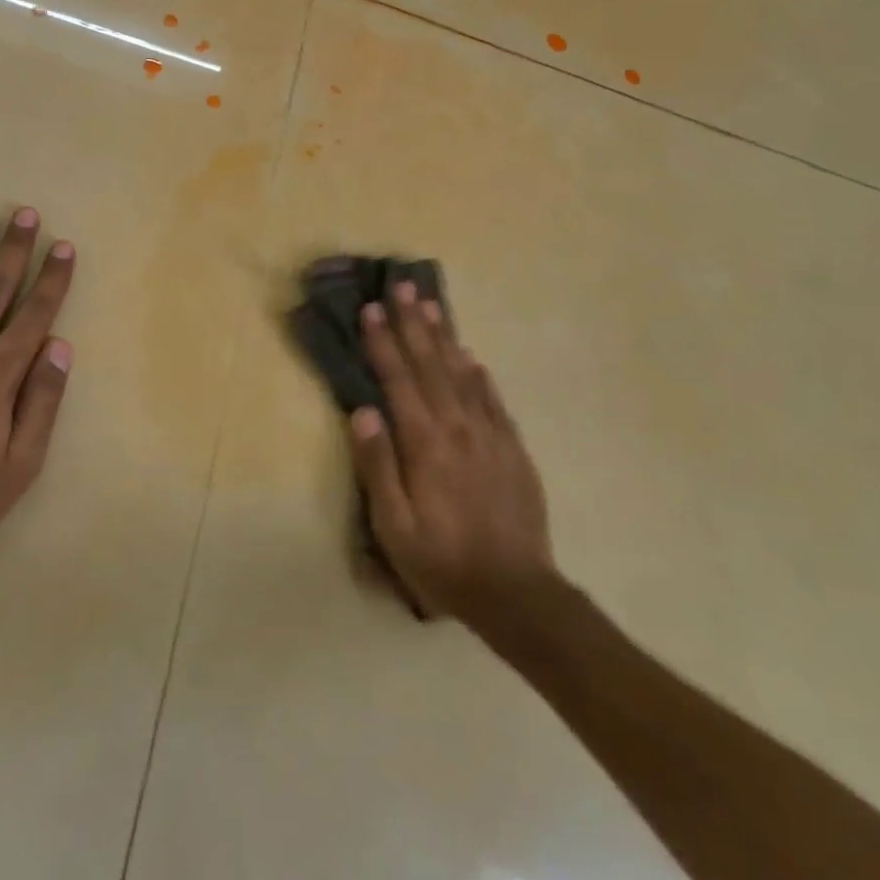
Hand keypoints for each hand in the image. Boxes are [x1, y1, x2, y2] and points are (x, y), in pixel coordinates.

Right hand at [348, 282, 556, 628]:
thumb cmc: (442, 561)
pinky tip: (471, 357)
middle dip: (413, 324)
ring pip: (463, 374)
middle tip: (401, 287)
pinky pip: (493, 399)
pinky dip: (478, 373)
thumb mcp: (394, 525)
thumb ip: (378, 465)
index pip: (399, 380)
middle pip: (431, 365)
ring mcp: (491, 435)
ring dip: (444, 337)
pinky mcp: (513, 448)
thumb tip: (363, 411)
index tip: (370, 310)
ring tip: (431, 306)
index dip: (383, 343)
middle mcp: (459, 428)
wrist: (516, 591)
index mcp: (426, 444)